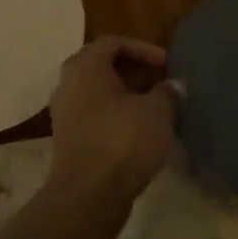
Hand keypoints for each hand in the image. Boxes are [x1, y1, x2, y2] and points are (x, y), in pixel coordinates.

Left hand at [47, 36, 178, 201]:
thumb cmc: (123, 141)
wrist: (88, 195)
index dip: (144, 49)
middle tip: (163, 85)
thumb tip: (173, 86)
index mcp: (85, 66)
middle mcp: (68, 84)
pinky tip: (140, 133)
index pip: (114, 42)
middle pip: (104, 67)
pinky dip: (117, 118)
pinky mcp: (68, 140)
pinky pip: (95, 117)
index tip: (168, 65)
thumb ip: (168, 92)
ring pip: (99, 94)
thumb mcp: (158, 111)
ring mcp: (64, 113)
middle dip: (136, 74)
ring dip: (127, 98)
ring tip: (156, 110)